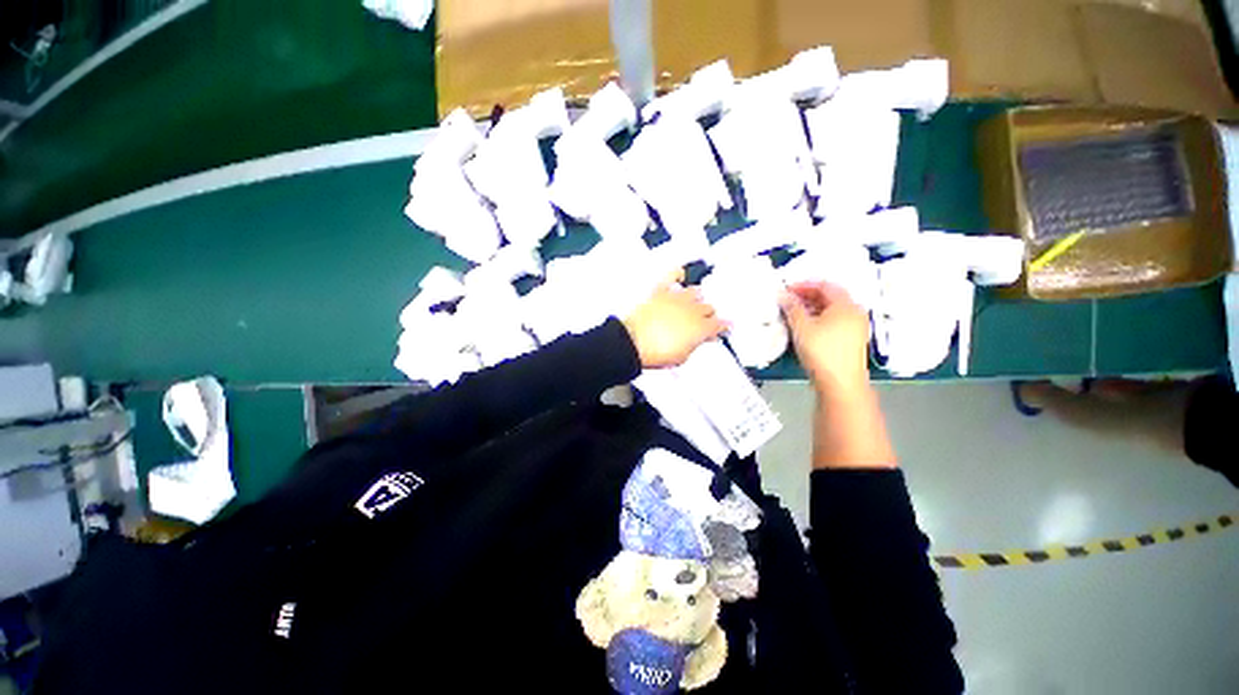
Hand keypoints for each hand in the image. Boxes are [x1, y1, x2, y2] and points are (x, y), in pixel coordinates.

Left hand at [623, 271, 725, 368]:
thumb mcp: (682, 357)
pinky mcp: (661, 292)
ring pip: (696, 292)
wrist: (633, 343)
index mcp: (700, 328)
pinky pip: (673, 275)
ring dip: (696, 299)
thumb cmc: (656, 352)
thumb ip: (694, 345)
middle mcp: (692, 310)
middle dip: (708, 315)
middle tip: (704, 321)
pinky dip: (678, 274)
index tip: (723, 329)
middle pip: (709, 308)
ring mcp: (676, 299)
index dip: (724, 327)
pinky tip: (681, 275)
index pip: (720, 324)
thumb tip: (697, 341)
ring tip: (693, 304)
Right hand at [780, 282, 870, 394]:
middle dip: (807, 297)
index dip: (804, 285)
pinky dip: (819, 320)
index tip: (786, 290)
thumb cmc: (822, 352)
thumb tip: (783, 295)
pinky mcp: (852, 341)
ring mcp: (856, 328)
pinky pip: (834, 322)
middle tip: (788, 301)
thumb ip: (792, 308)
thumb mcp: (801, 327)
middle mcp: (855, 313)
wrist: (840, 384)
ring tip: (793, 314)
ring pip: (832, 311)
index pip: (824, 285)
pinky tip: (805, 328)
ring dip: (812, 309)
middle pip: (830, 297)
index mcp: (846, 305)